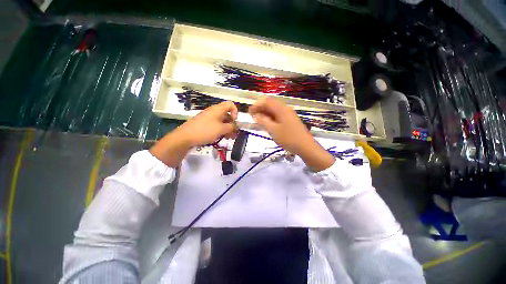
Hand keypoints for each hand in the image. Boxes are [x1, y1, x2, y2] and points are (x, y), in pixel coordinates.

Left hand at [150, 102, 237, 166]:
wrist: (185, 137)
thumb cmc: (205, 131)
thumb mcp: (221, 129)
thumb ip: (231, 127)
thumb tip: (236, 126)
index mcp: (218, 109)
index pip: (230, 104)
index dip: (235, 112)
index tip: (235, 121)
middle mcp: (213, 112)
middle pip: (227, 114)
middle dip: (232, 123)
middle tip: (234, 133)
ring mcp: (208, 118)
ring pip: (222, 121)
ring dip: (227, 129)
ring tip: (229, 138)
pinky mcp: (205, 124)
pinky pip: (216, 125)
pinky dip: (220, 130)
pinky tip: (221, 138)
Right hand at [249, 98, 334, 170]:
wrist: (305, 146)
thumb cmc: (288, 138)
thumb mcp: (273, 130)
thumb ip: (263, 121)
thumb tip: (255, 115)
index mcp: (281, 109)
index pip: (266, 101)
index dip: (256, 105)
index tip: (249, 112)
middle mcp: (285, 108)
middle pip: (271, 104)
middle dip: (260, 108)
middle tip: (252, 116)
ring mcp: (289, 114)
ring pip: (274, 110)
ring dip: (265, 113)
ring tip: (258, 120)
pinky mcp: (290, 120)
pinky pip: (278, 115)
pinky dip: (271, 117)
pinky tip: (267, 123)